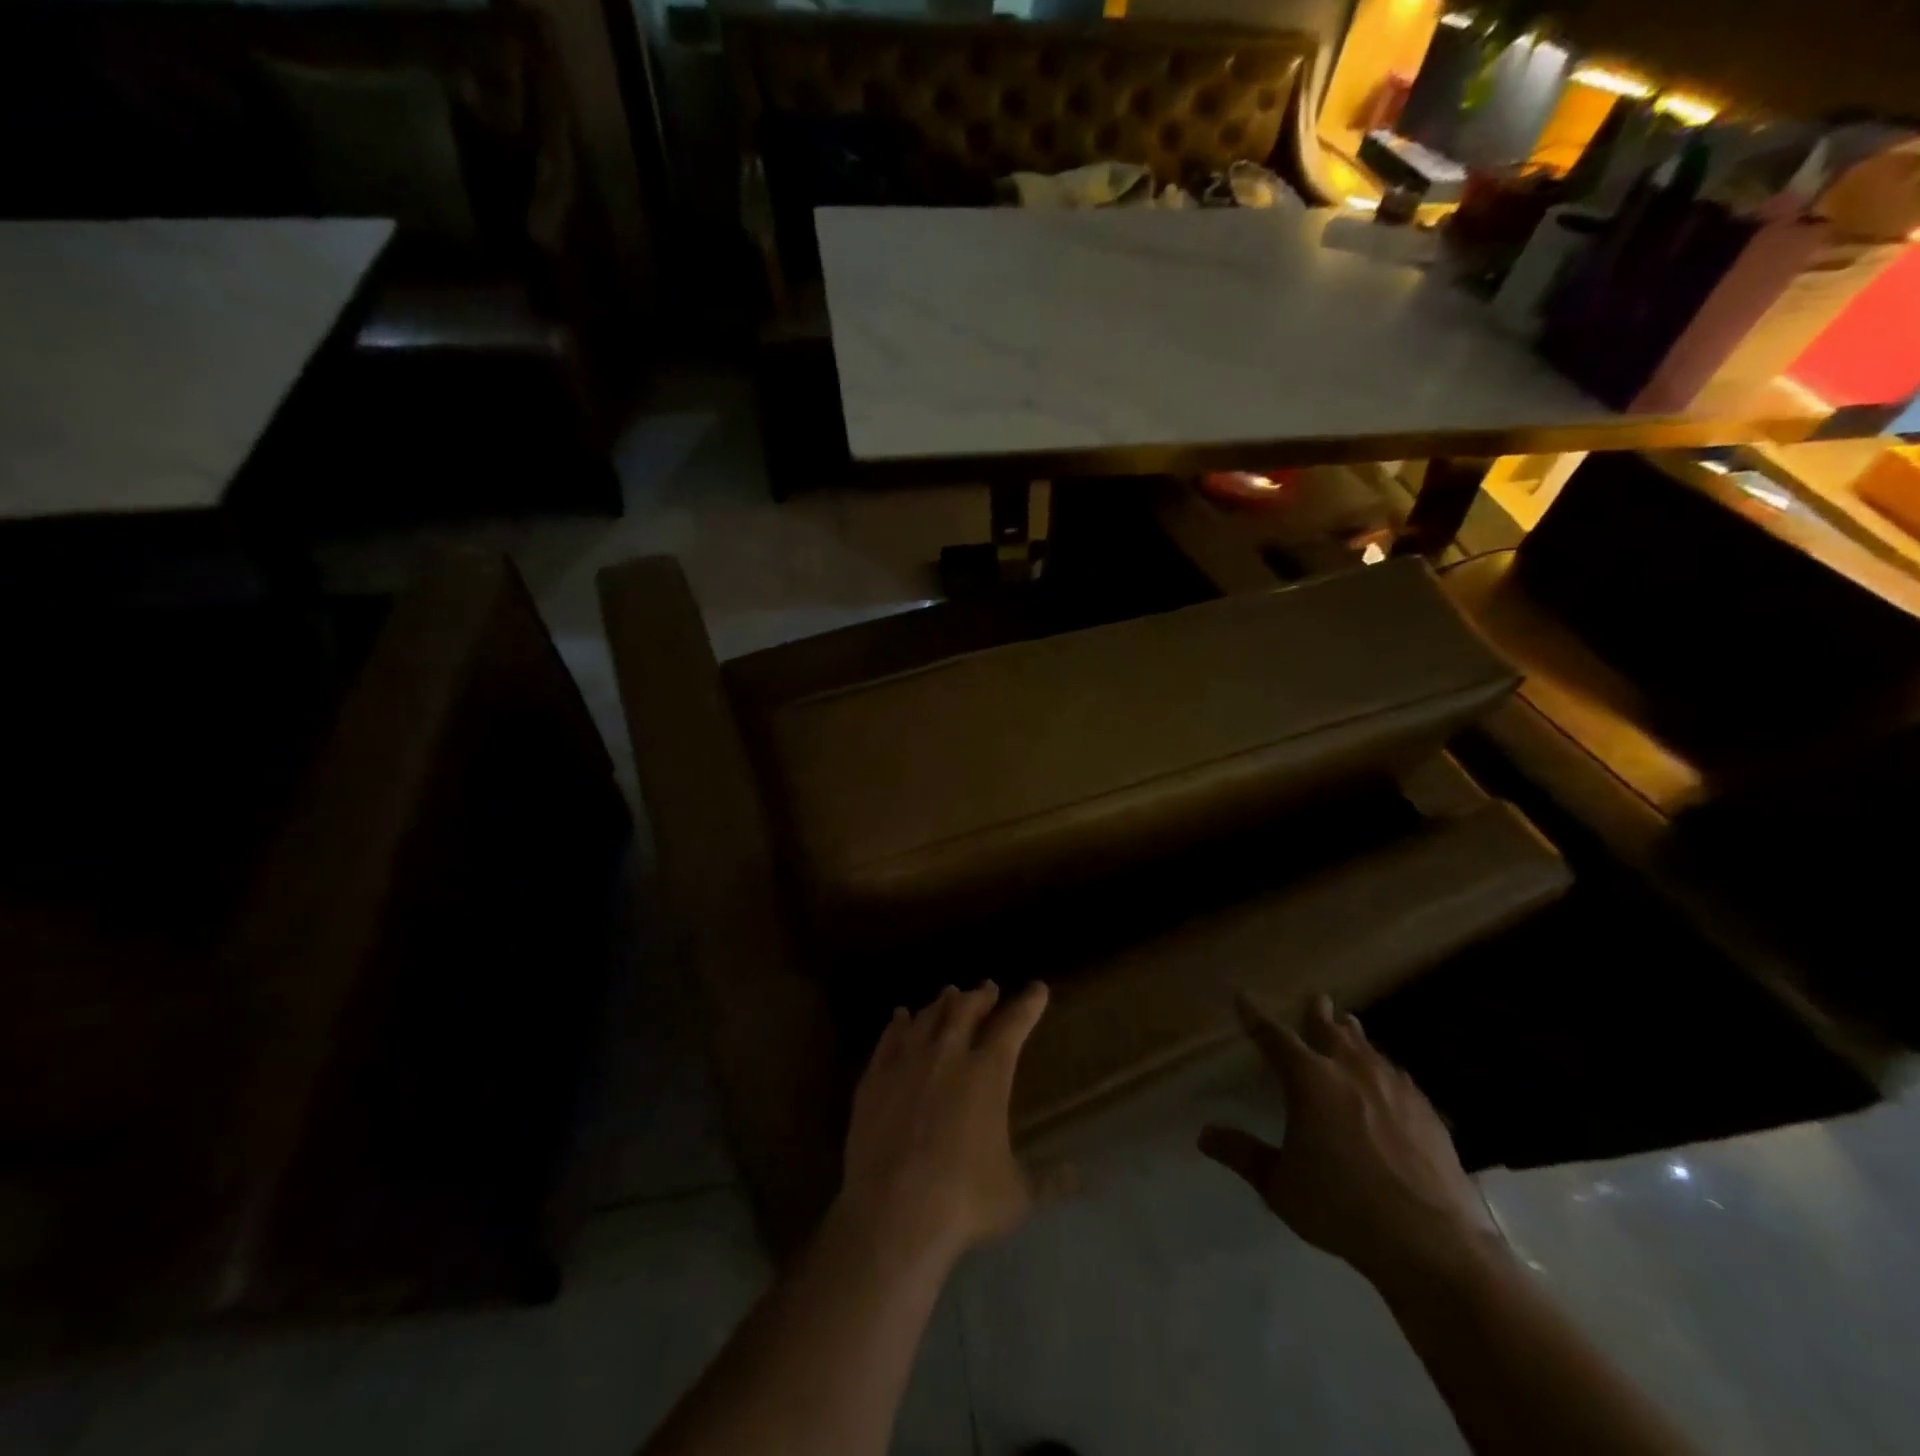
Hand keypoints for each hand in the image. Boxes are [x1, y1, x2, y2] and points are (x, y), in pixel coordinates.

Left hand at [836, 981, 1048, 1271]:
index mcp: (987, 1074)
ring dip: (942, 1003)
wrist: (893, 1212)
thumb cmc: (963, 1201)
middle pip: (966, 1010)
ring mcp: (907, 1062)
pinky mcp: (875, 1078)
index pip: (1013, 1025)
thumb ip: (1050, 1181)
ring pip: (928, 1017)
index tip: (1037, 988)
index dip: (1028, 1004)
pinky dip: (899, 1023)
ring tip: (949, 994)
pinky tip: (901, 1016)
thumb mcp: (1017, 1195)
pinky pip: (890, 1037)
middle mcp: (948, 1055)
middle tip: (987, 988)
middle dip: (980, 996)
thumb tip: (1082, 1177)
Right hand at [1199, 993, 1502, 1288]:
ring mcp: (1394, 1088)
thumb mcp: (1280, 1185)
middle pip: (1330, 1030)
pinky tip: (1390, 1080)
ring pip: (1368, 1049)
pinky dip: (1384, 1069)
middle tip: (1317, 999)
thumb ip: (1242, 1155)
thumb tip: (1204, 1135)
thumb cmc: (1342, 1207)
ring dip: (1354, 1036)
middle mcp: (1350, 1071)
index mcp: (1309, 1080)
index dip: (1255, 1016)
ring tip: (1350, 1026)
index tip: (1243, 997)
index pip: (1274, 1037)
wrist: (1432, 1243)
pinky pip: (1399, 1077)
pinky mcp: (1427, 1112)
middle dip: (1319, 1014)